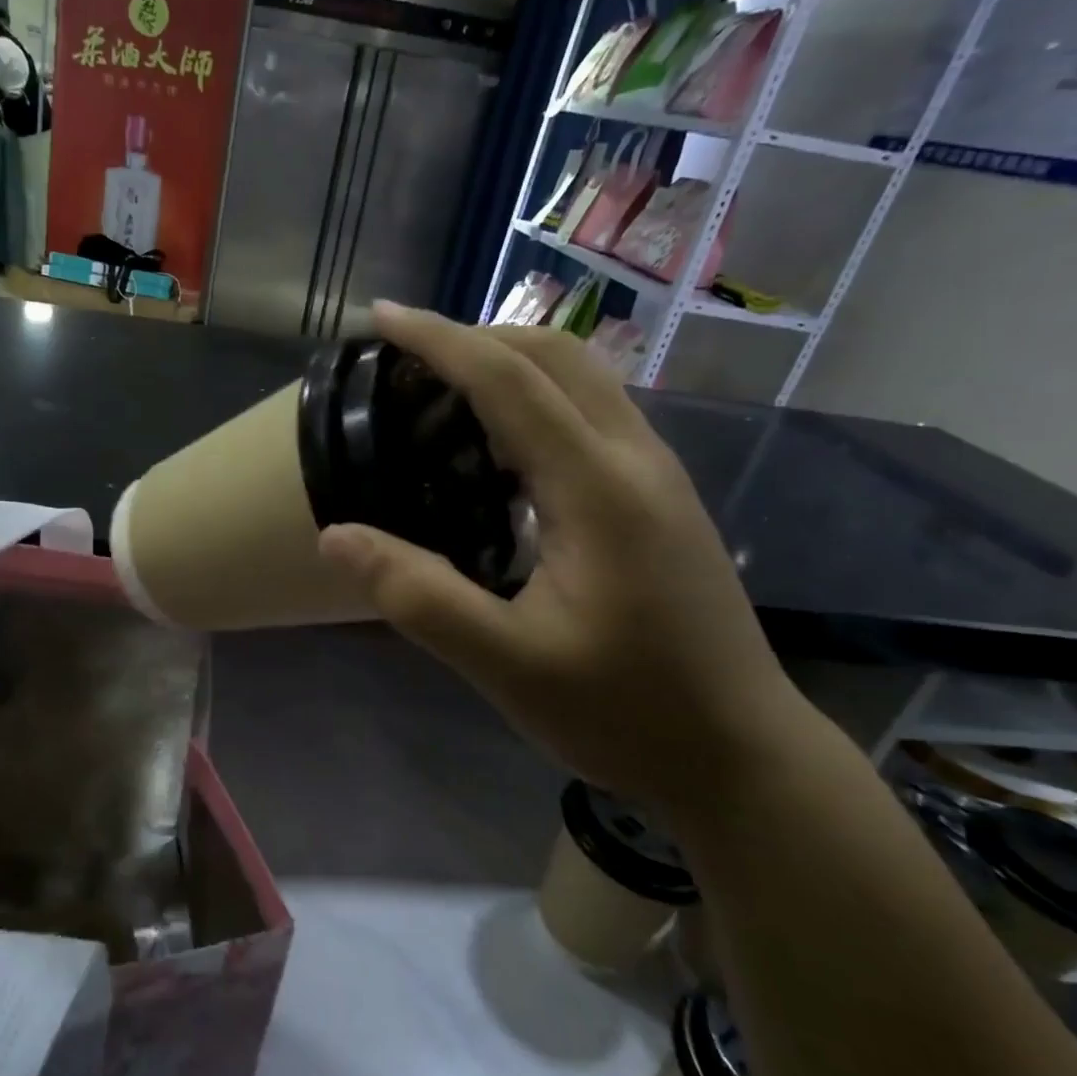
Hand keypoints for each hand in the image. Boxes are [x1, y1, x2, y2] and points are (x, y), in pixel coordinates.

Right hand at [317, 303, 809, 809]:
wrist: (741, 757)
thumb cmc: (624, 713)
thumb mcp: (506, 664)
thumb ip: (419, 596)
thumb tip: (336, 535)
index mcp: (599, 487)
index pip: (511, 379)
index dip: (441, 341)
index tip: (382, 318)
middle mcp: (637, 459)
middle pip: (556, 355)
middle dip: (476, 338)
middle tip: (407, 361)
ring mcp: (658, 474)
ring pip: (582, 378)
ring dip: (510, 363)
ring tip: (443, 393)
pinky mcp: (660, 496)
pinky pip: (592, 413)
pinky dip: (536, 399)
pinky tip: (498, 450)